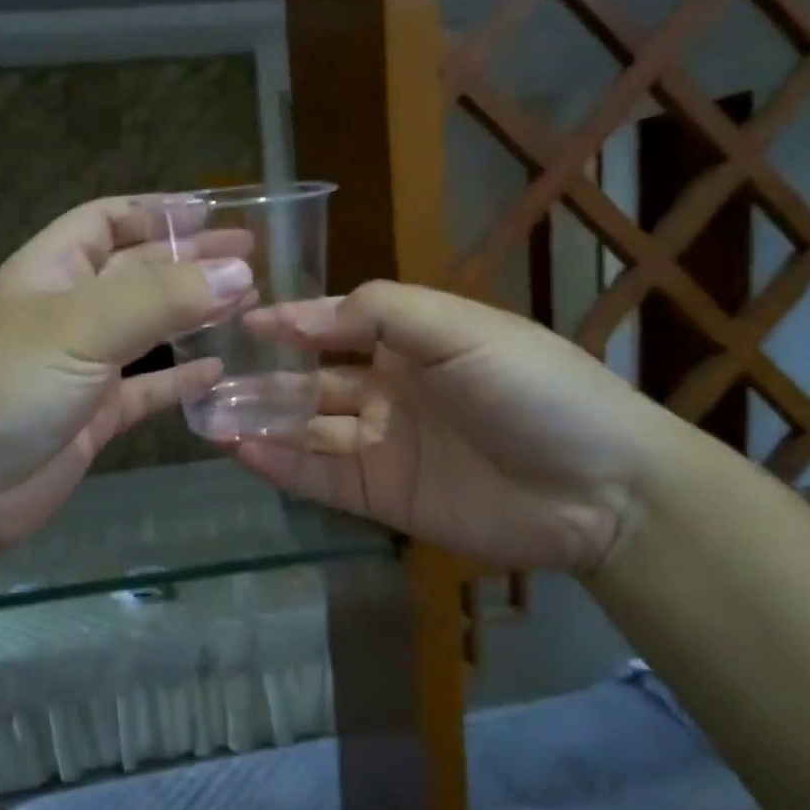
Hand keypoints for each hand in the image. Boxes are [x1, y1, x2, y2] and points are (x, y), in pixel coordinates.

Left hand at [0, 197, 252, 576]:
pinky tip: (218, 370)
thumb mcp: (79, 327)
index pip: (105, 221)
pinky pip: (148, 389)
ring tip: (247, 304)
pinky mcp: (95, 416)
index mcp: (50, 271)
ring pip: (149, 329)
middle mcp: (68, 312)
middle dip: (190, 260)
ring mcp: (82, 366)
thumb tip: (238, 272)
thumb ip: (159, 298)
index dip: (155, 211)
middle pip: (137, 272)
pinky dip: (182, 379)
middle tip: (251, 259)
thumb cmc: (6, 388)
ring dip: (193, 314)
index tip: (212, 213)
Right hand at [233, 281, 678, 573]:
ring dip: (263, 421)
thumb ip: (387, 312)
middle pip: (314, 381)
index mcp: (413, 343)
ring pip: (309, 429)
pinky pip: (322, 478)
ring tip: (211, 415)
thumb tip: (313, 314)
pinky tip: (243, 452)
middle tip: (211, 376)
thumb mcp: (464, 330)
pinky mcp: (384, 496)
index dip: (293, 321)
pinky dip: (282, 466)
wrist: (598, 489)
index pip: (338, 325)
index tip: (245, 319)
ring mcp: (384, 446)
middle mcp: (391, 390)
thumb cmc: (535, 390)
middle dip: (265, 377)